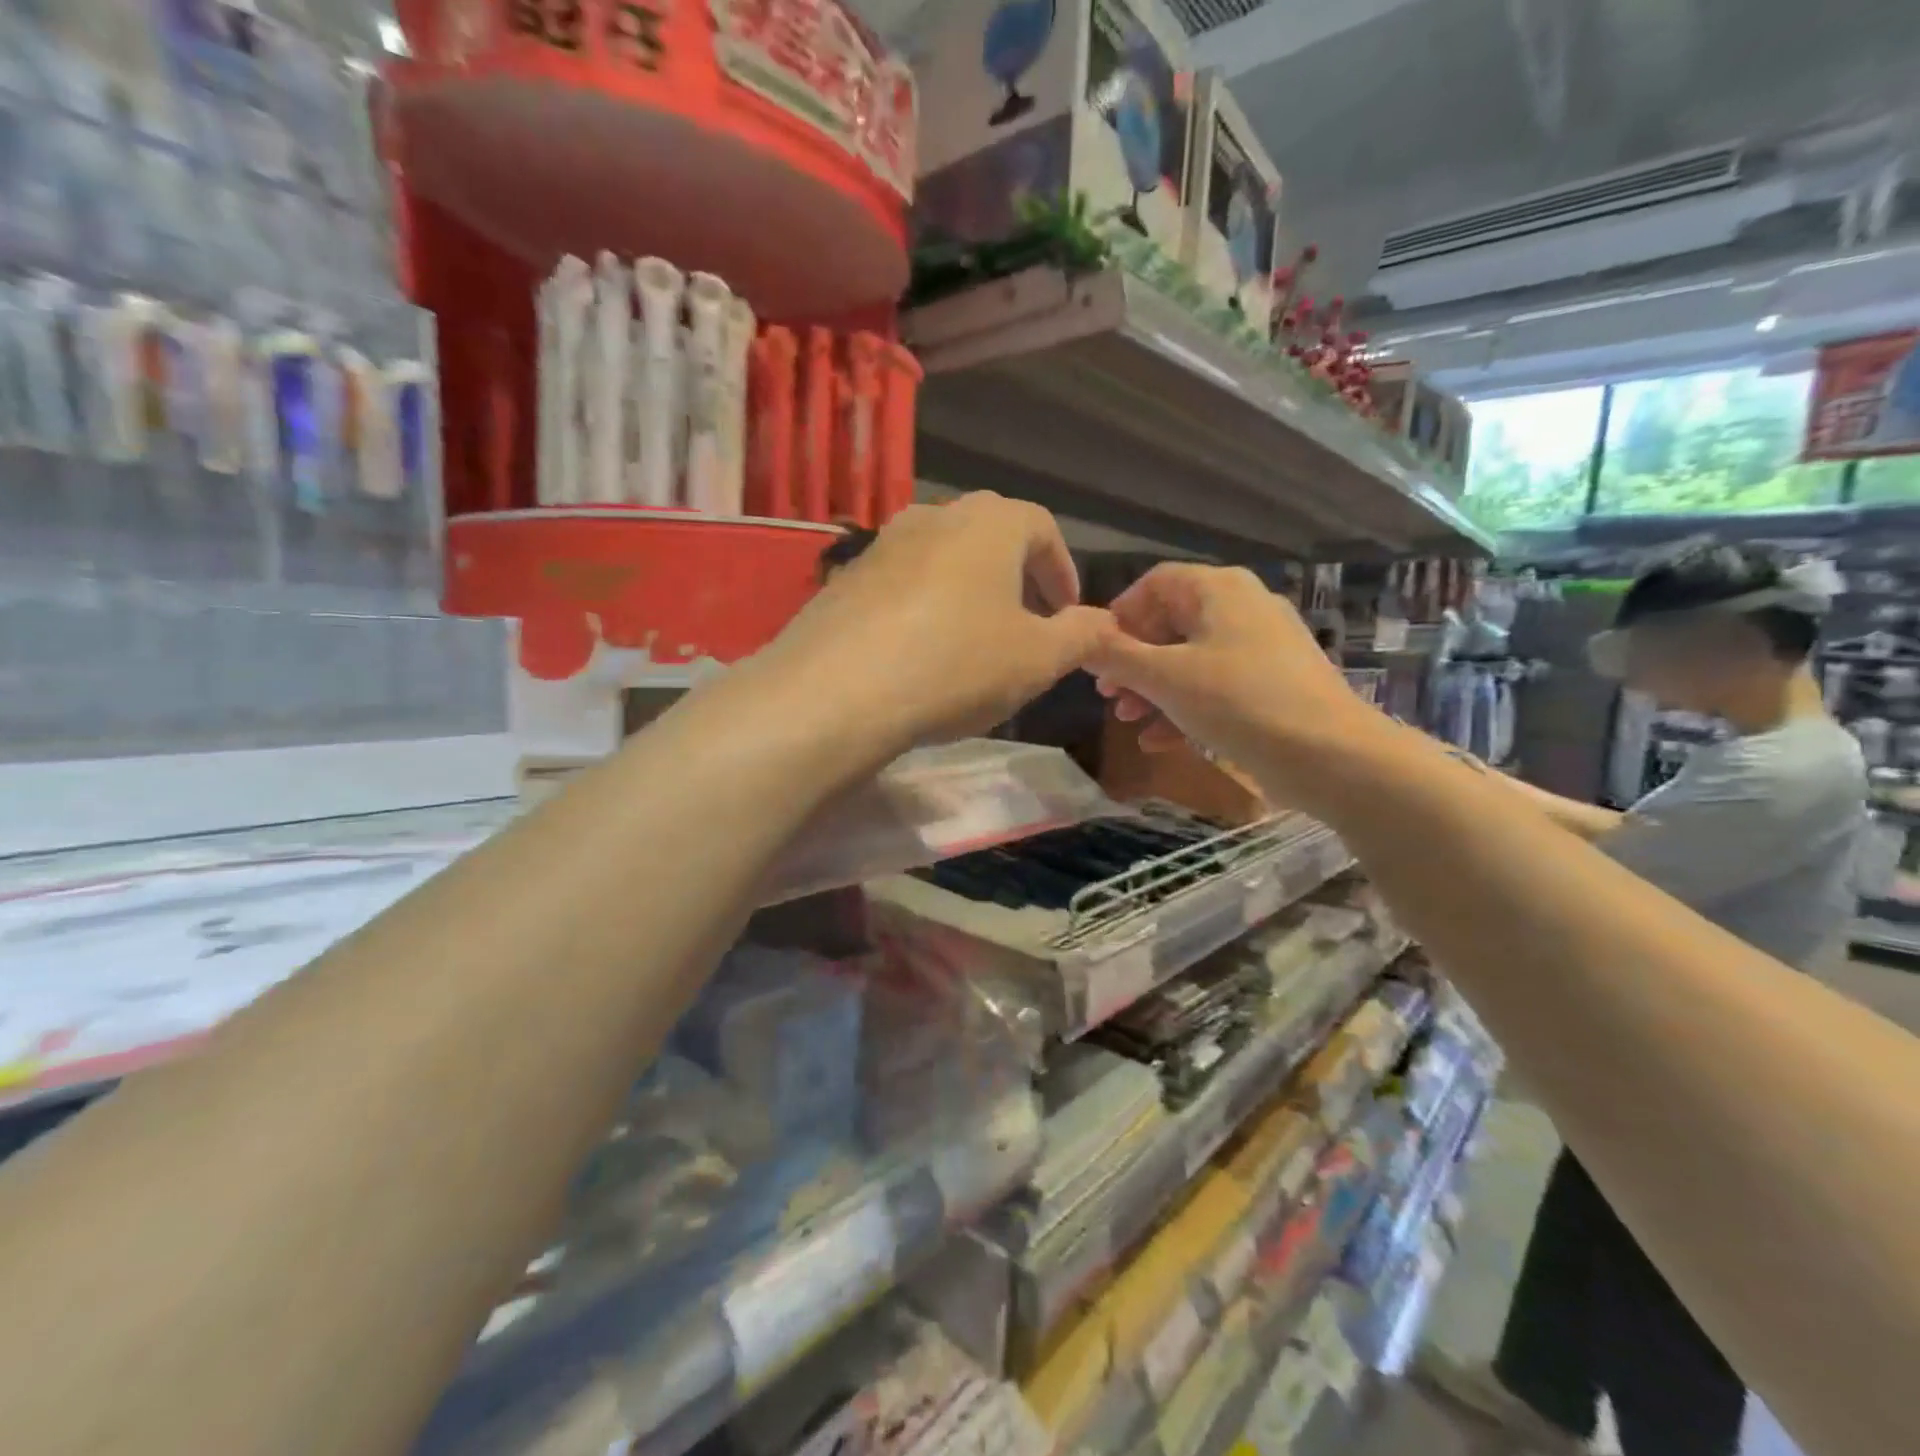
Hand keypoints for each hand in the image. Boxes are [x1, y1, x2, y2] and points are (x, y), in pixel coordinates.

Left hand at [762, 493, 1108, 752]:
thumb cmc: (956, 665)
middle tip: (1025, 625)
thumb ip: (1080, 635)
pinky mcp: (845, 579)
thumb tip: (1103, 622)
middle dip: (1016, 577)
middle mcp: (934, 516)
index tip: (1067, 613)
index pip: (1042, 527)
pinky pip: (901, 584)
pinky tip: (919, 653)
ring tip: (974, 640)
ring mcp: (882, 544)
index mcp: (989, 522)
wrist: (837, 692)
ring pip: (942, 558)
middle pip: (989, 536)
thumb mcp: (1037, 660)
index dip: (1062, 570)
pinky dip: (923, 607)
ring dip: (968, 591)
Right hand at [1087, 564, 1383, 802]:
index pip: (1155, 583)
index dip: (1119, 614)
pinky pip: (1217, 684)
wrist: (1330, 755)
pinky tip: (1158, 741)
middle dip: (1133, 659)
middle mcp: (1243, 606)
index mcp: (1219, 590)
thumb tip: (1080, 638)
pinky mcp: (1274, 683)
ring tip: (1127, 719)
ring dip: (1154, 687)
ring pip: (1192, 657)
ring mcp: (1263, 645)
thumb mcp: (1165, 678)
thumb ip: (1116, 656)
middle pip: (1172, 622)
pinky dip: (1185, 705)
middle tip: (1107, 692)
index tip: (1095, 651)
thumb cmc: (1238, 702)